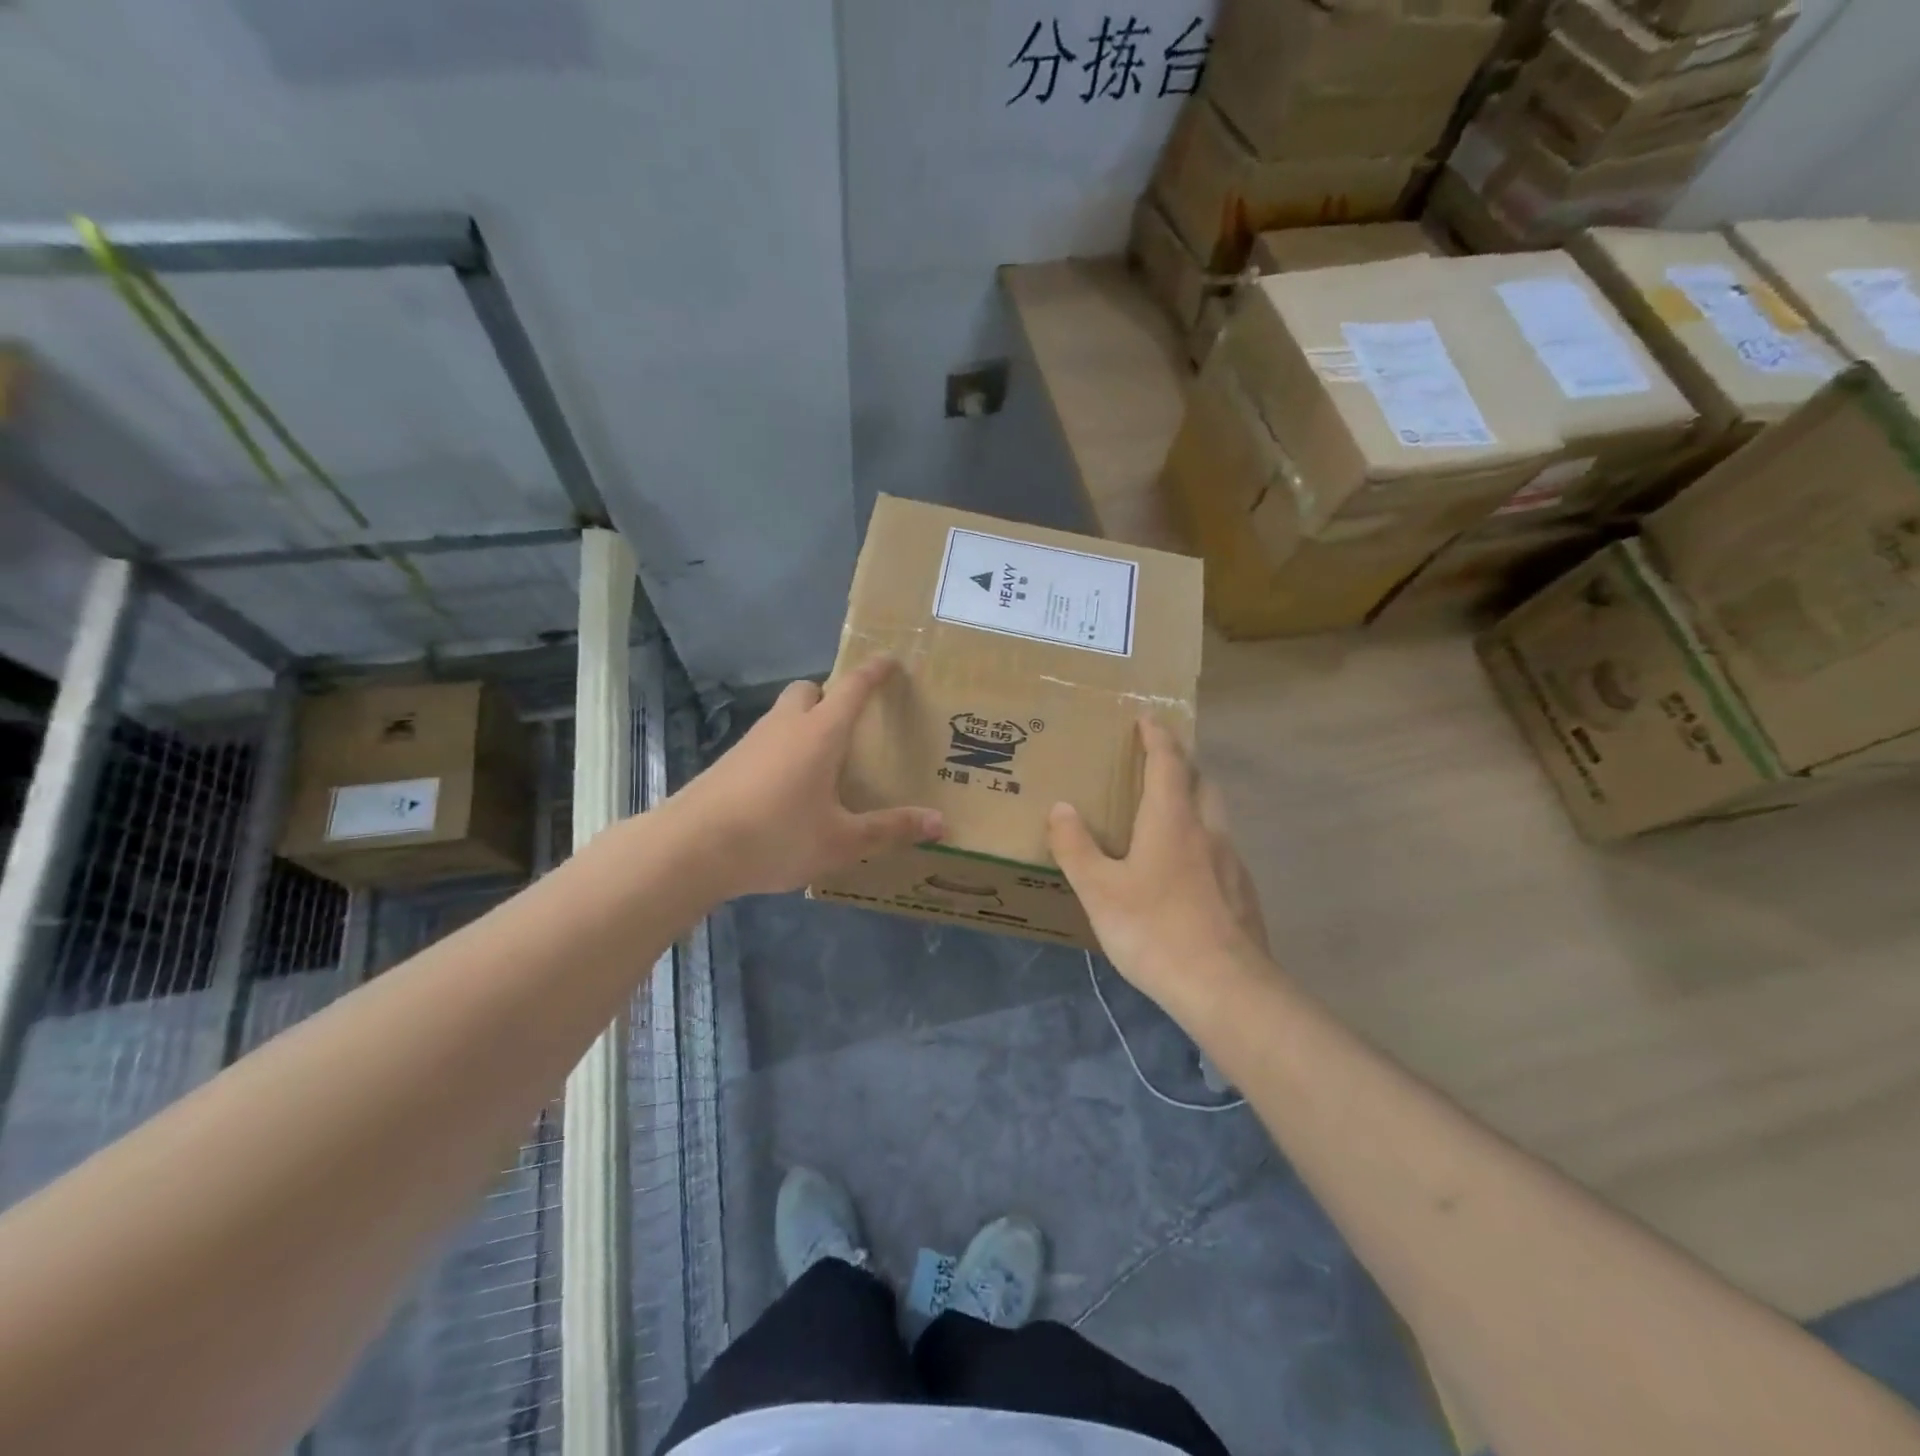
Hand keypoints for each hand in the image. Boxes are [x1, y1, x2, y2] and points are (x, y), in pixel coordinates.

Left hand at [667, 656, 942, 897]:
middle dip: (829, 695)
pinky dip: (782, 751)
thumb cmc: (776, 836)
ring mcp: (750, 743)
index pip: (852, 688)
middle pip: (808, 690)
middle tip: (850, 725)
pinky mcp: (728, 764)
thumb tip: (940, 822)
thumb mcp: (842, 841)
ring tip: (823, 762)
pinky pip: (764, 743)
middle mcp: (784, 726)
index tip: (890, 659)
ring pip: (782, 716)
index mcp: (819, 733)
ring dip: (804, 724)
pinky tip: (788, 790)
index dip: (874, 671)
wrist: (690, 850)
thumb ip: (890, 829)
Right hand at [1048, 720, 1272, 1012]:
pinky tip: (1185, 870)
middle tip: (1156, 763)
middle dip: (1181, 764)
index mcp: (1173, 820)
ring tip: (1167, 814)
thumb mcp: (1099, 891)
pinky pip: (1221, 849)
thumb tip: (1062, 808)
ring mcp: (1232, 863)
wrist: (1226, 988)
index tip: (1148, 717)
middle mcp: (1208, 831)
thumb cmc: (1154, 930)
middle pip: (1201, 781)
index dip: (1157, 736)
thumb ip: (1076, 847)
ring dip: (1194, 800)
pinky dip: (1202, 839)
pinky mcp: (1243, 893)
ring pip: (1215, 815)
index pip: (1168, 762)